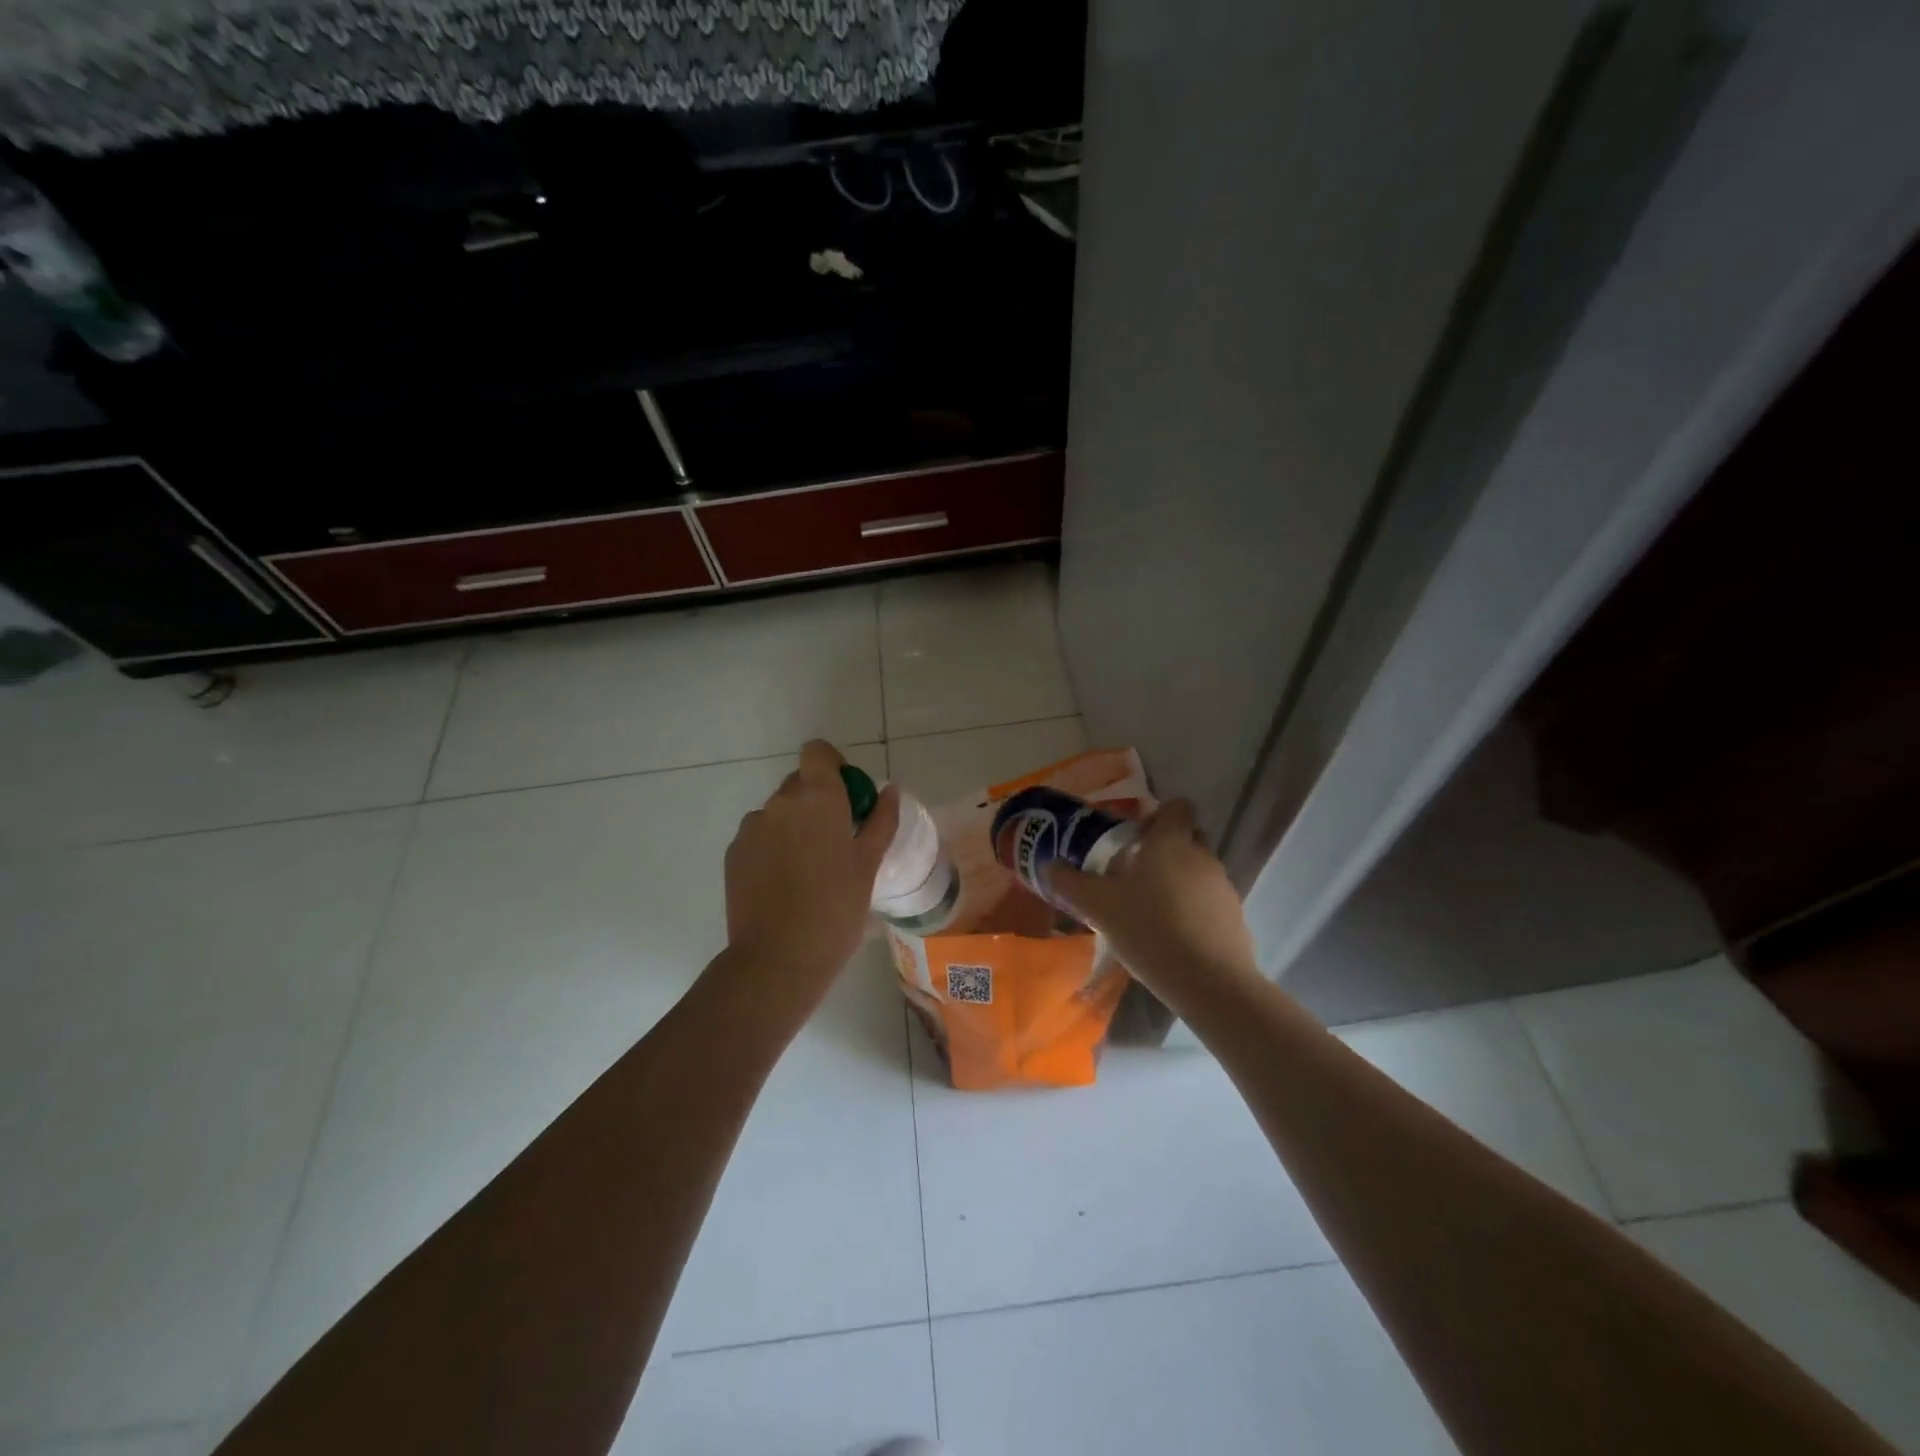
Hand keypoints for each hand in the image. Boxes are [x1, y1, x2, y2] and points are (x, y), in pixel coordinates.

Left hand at [719, 740, 900, 1023]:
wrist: (778, 959)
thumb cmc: (835, 909)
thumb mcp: (868, 865)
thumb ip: (880, 821)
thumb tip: (889, 791)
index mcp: (817, 797)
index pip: (818, 752)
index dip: (834, 766)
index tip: (848, 798)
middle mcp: (779, 802)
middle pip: (800, 783)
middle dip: (819, 802)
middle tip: (838, 842)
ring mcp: (751, 827)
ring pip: (779, 813)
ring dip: (795, 827)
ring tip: (810, 871)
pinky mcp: (734, 853)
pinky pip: (760, 837)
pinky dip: (774, 848)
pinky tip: (786, 885)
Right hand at [1048, 800, 1260, 1015]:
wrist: (1209, 983)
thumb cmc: (1149, 929)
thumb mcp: (1098, 906)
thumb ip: (1071, 883)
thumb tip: (1050, 865)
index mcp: (1171, 841)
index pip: (1177, 807)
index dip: (1156, 816)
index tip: (1134, 838)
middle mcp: (1202, 856)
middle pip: (1187, 837)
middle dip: (1164, 849)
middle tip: (1134, 873)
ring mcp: (1223, 887)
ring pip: (1197, 870)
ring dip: (1177, 882)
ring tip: (1149, 910)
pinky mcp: (1235, 917)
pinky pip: (1209, 902)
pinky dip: (1192, 910)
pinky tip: (1171, 937)